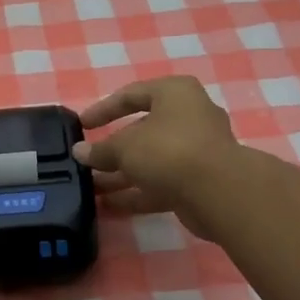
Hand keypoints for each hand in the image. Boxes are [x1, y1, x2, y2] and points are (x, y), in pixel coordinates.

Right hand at [73, 76, 244, 240]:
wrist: (219, 192)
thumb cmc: (168, 150)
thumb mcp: (125, 147)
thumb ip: (101, 150)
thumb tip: (79, 152)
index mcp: (174, 93)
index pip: (131, 94)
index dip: (103, 109)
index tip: (82, 125)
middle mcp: (189, 116)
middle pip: (143, 130)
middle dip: (113, 148)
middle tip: (87, 160)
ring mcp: (197, 150)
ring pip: (151, 159)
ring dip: (122, 174)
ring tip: (91, 187)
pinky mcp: (199, 181)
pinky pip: (161, 182)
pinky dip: (137, 192)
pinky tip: (109, 205)